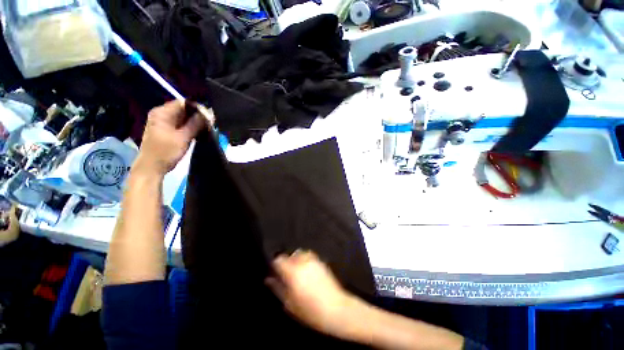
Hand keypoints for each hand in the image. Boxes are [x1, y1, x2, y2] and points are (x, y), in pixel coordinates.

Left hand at [134, 100, 204, 176]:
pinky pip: (181, 125)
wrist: (152, 167)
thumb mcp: (183, 137)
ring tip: (207, 128)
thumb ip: (195, 124)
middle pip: (183, 110)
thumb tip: (208, 114)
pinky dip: (190, 128)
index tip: (210, 117)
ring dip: (195, 123)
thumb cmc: (166, 151)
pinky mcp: (167, 131)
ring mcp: (164, 123)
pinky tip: (199, 133)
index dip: (197, 108)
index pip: (183, 103)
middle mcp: (162, 114)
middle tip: (211, 124)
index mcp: (162, 113)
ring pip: (183, 118)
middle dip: (197, 116)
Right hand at [265, 250, 360, 336]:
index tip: (275, 274)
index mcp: (293, 271)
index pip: (279, 259)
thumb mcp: (289, 303)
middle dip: (286, 263)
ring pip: (299, 254)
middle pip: (289, 255)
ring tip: (297, 274)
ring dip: (295, 261)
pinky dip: (304, 261)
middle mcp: (302, 261)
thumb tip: (268, 279)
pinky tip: (307, 273)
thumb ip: (278, 288)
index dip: (275, 265)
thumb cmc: (310, 310)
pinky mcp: (321, 261)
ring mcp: (313, 260)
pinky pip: (309, 256)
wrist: (336, 308)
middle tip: (286, 276)